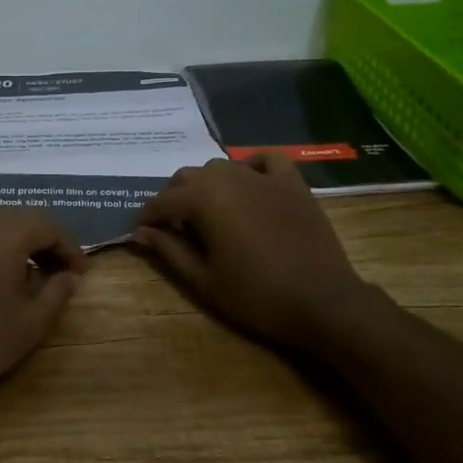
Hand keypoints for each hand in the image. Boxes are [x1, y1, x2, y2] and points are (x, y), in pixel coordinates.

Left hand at [0, 211, 87, 424]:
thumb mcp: (31, 322)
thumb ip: (57, 292)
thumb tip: (72, 277)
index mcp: (4, 234)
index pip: (48, 227)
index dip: (70, 248)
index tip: (83, 274)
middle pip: (24, 220)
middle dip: (48, 242)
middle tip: (65, 272)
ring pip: (0, 225)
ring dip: (24, 244)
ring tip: (40, 275)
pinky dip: (0, 248)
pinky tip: (8, 276)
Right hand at [133, 156, 369, 353]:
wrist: (322, 302)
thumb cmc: (256, 295)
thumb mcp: (203, 280)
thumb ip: (169, 251)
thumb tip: (140, 233)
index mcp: (204, 199)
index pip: (163, 201)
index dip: (148, 217)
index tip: (140, 233)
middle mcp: (229, 177)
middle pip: (188, 177)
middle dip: (174, 198)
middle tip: (173, 227)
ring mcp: (264, 177)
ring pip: (222, 167)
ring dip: (207, 184)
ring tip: (207, 211)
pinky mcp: (293, 184)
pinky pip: (267, 161)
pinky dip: (252, 166)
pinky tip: (249, 183)